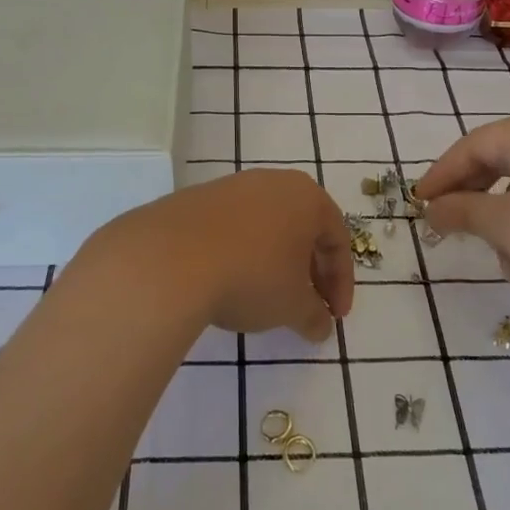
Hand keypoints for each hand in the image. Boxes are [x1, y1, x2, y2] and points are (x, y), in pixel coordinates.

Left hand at [85, 169, 354, 343]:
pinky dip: (241, 253)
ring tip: (266, 296)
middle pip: (302, 228)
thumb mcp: (291, 306)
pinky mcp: (196, 199)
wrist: (169, 259)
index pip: (337, 239)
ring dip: (274, 260)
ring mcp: (231, 187)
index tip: (334, 316)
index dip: (341, 282)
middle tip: (306, 305)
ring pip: (266, 225)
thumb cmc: (251, 276)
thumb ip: (313, 316)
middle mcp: (272, 182)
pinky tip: (228, 281)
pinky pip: (232, 228)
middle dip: (309, 270)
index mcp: (307, 197)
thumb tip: (320, 326)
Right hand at [414, 111, 509, 309]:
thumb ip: (462, 211)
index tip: (419, 204)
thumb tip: (431, 210)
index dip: (440, 176)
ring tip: (500, 258)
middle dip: (472, 196)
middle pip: (498, 159)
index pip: (471, 147)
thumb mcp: (506, 226)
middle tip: (448, 224)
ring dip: (503, 216)